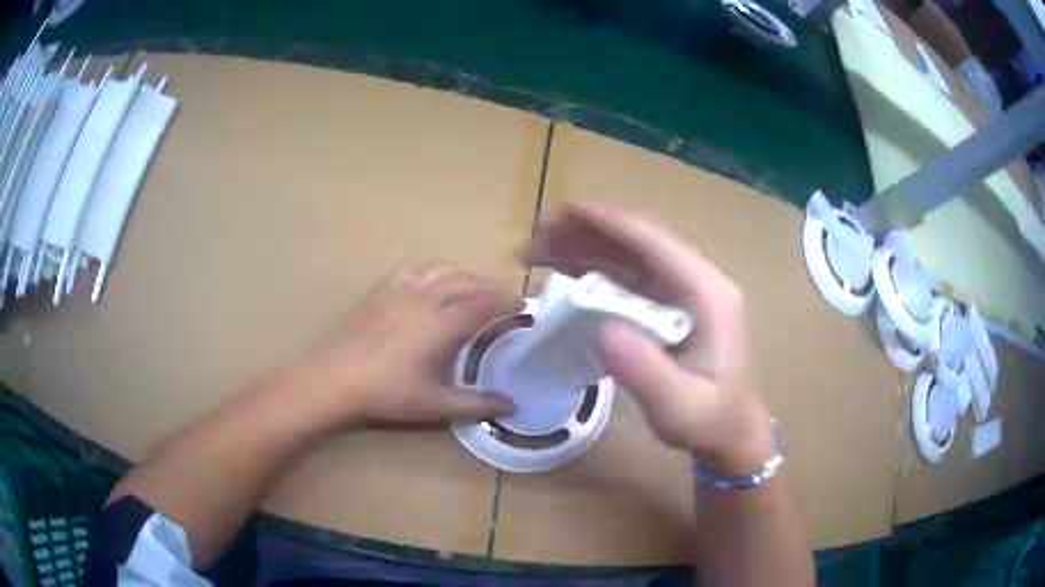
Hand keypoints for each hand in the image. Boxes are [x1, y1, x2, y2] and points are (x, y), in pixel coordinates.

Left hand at [299, 266, 518, 427]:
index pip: (486, 301)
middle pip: (469, 281)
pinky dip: (435, 272)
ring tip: (475, 289)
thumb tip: (512, 405)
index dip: (508, 301)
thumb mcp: (436, 403)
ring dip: (466, 276)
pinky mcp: (383, 290)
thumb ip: (477, 403)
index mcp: (443, 323)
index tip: (523, 308)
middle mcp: (427, 298)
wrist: (336, 379)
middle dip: (492, 286)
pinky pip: (416, 270)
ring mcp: (402, 290)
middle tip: (505, 300)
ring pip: (444, 271)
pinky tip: (434, 282)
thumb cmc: (388, 393)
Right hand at [525, 203, 773, 473]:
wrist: (730, 427)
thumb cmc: (710, 420)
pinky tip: (566, 269)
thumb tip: (602, 332)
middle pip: (640, 240)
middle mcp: (698, 280)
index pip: (657, 244)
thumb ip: (646, 372)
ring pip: (630, 252)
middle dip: (587, 232)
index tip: (564, 213)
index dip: (610, 224)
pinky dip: (596, 265)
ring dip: (586, 245)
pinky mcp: (671, 300)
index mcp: (709, 295)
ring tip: (540, 251)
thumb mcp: (679, 407)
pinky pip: (629, 272)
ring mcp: (684, 288)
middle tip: (537, 240)